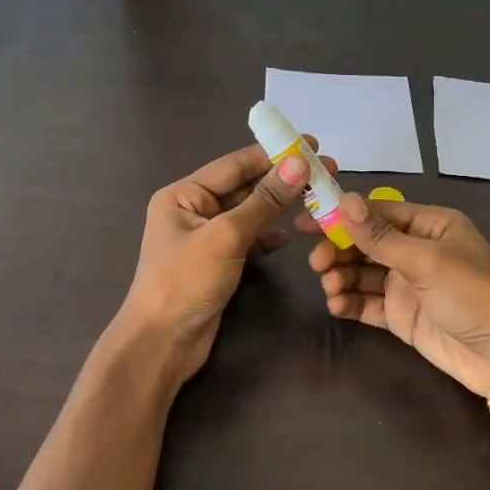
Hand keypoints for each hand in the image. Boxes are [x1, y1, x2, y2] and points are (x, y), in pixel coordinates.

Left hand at [116, 143, 312, 383]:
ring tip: (318, 198)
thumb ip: (264, 201)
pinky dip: (268, 236)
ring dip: (280, 207)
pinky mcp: (217, 264)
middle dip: (282, 180)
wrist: (162, 343)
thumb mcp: (226, 236)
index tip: (313, 146)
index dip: (274, 154)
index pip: (235, 165)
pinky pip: (248, 240)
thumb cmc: (185, 282)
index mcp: (183, 194)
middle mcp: (192, 210)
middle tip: (326, 171)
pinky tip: (290, 235)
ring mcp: (205, 239)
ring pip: (249, 214)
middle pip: (244, 187)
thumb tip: (299, 164)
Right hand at [302, 192, 489, 395]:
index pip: (377, 213)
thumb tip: (343, 200)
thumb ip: (380, 236)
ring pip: (361, 274)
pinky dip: (349, 302)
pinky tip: (337, 306)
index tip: (306, 222)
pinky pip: (367, 303)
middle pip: (365, 243)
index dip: (341, 216)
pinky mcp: (401, 316)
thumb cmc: (471, 294)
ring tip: (330, 288)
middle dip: (338, 250)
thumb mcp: (426, 260)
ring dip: (341, 277)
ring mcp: (408, 285)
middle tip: (317, 263)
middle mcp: (416, 251)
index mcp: (429, 226)